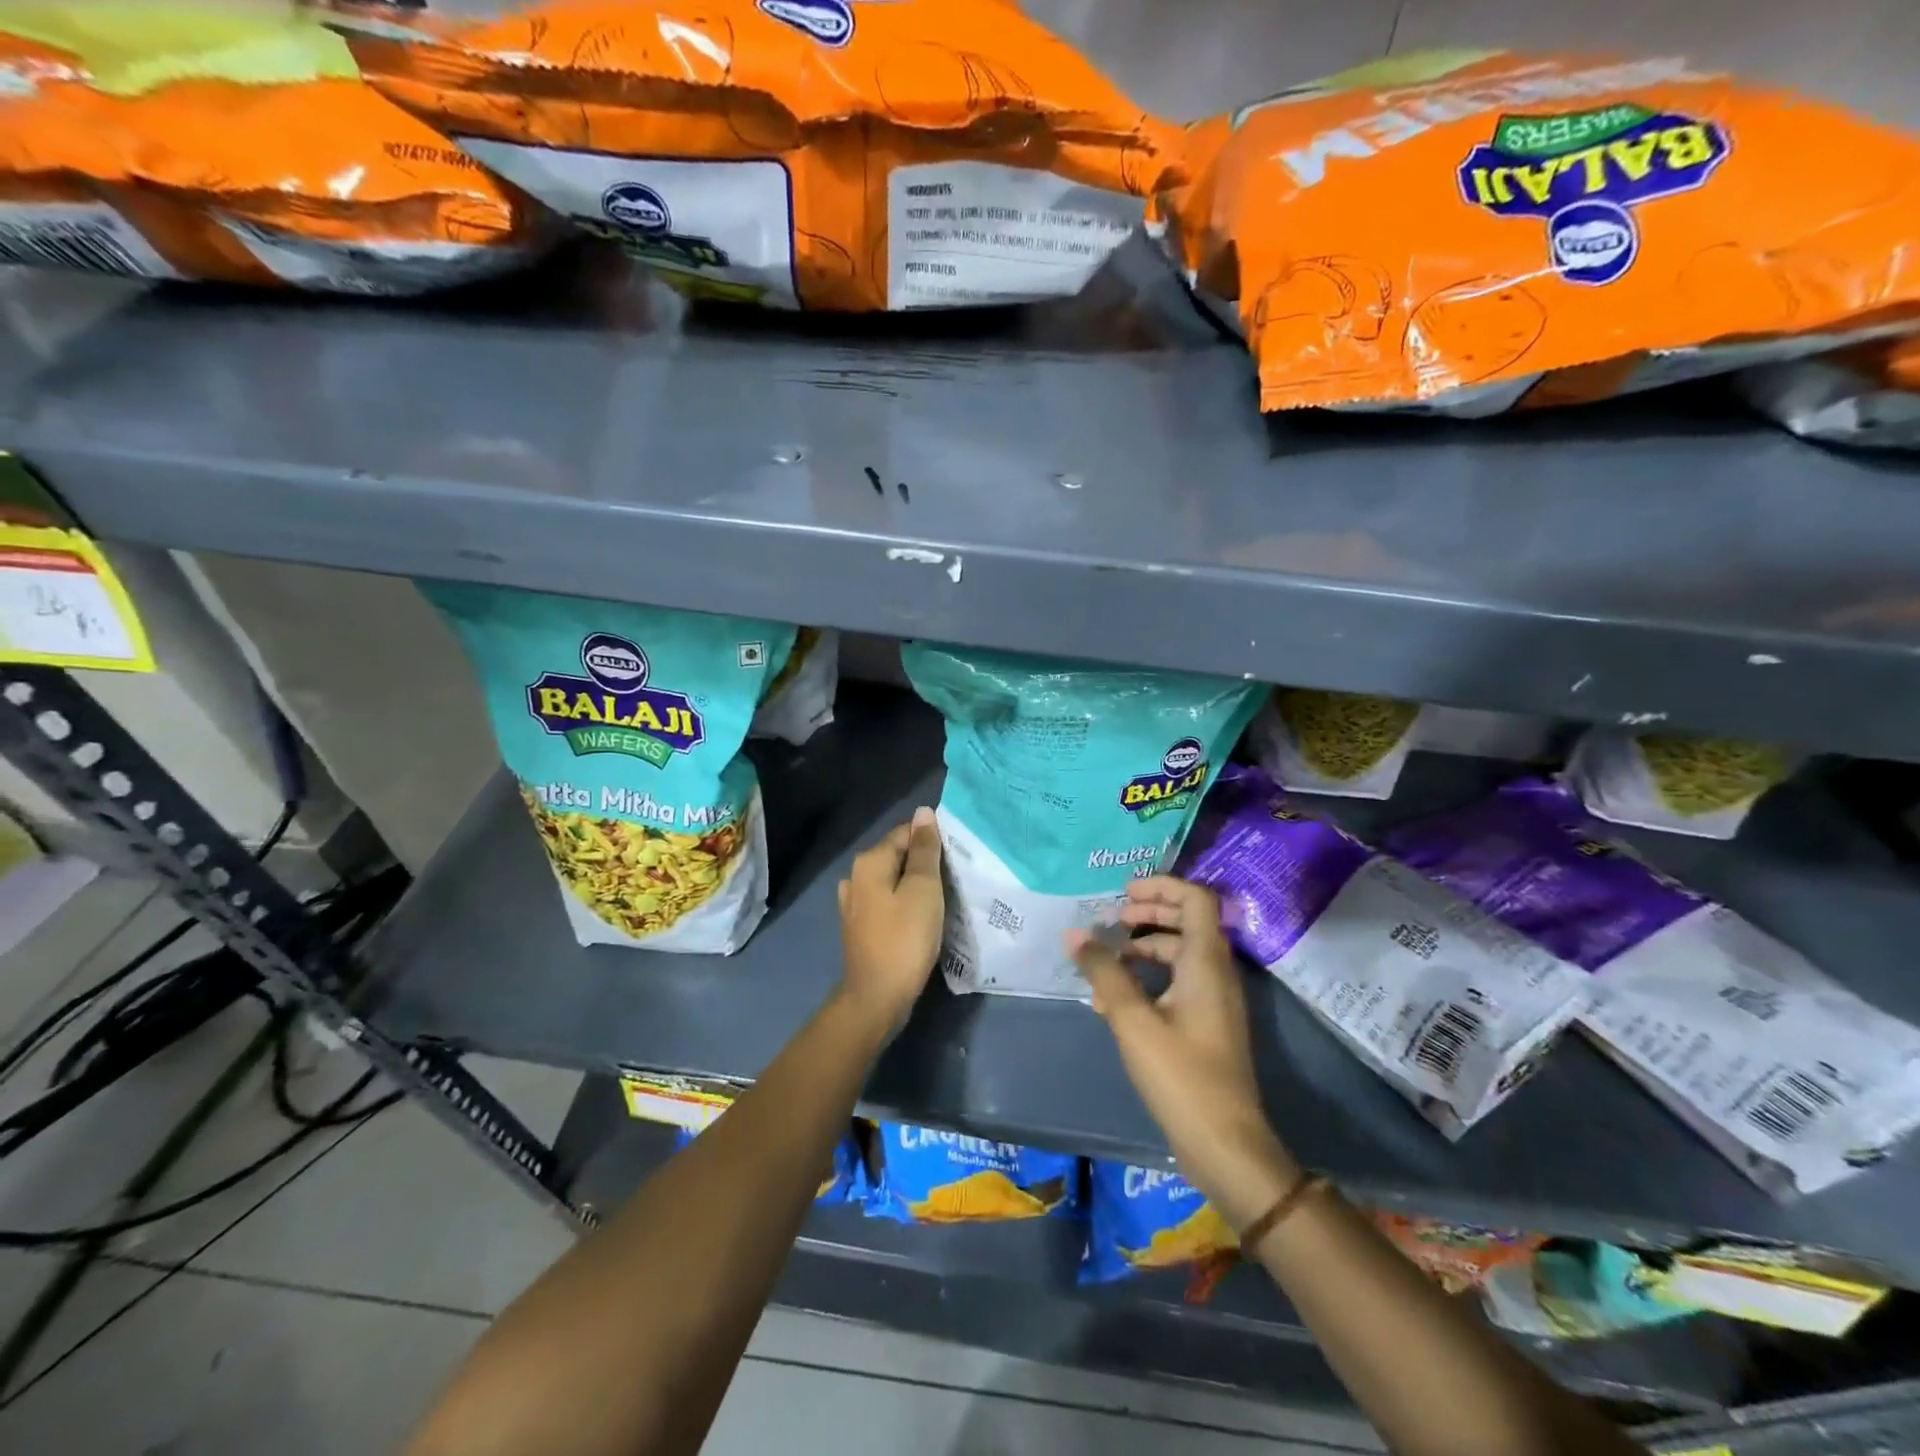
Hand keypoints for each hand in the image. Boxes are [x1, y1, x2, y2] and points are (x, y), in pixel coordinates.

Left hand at [836, 807, 944, 1040]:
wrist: (877, 998)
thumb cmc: (904, 939)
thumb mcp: (923, 889)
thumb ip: (924, 850)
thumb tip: (923, 813)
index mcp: (869, 862)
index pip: (906, 833)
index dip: (932, 841)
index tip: (956, 859)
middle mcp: (855, 876)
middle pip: (897, 856)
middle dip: (924, 863)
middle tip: (954, 879)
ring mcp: (854, 903)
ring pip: (892, 881)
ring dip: (914, 885)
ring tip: (941, 898)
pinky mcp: (860, 926)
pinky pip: (887, 902)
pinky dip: (904, 904)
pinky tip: (920, 917)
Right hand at [1066, 877, 1300, 1229]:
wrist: (1225, 1146)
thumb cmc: (1181, 1076)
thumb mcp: (1133, 1020)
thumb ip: (1104, 972)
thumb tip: (1074, 934)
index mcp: (1206, 962)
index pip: (1195, 899)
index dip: (1161, 886)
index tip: (1123, 894)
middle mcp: (1216, 973)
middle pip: (1186, 922)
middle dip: (1148, 914)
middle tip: (1111, 919)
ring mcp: (1213, 1000)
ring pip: (1179, 955)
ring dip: (1143, 949)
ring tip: (1104, 962)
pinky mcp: (1206, 1025)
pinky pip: (1177, 983)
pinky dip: (1148, 979)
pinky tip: (1113, 1000)